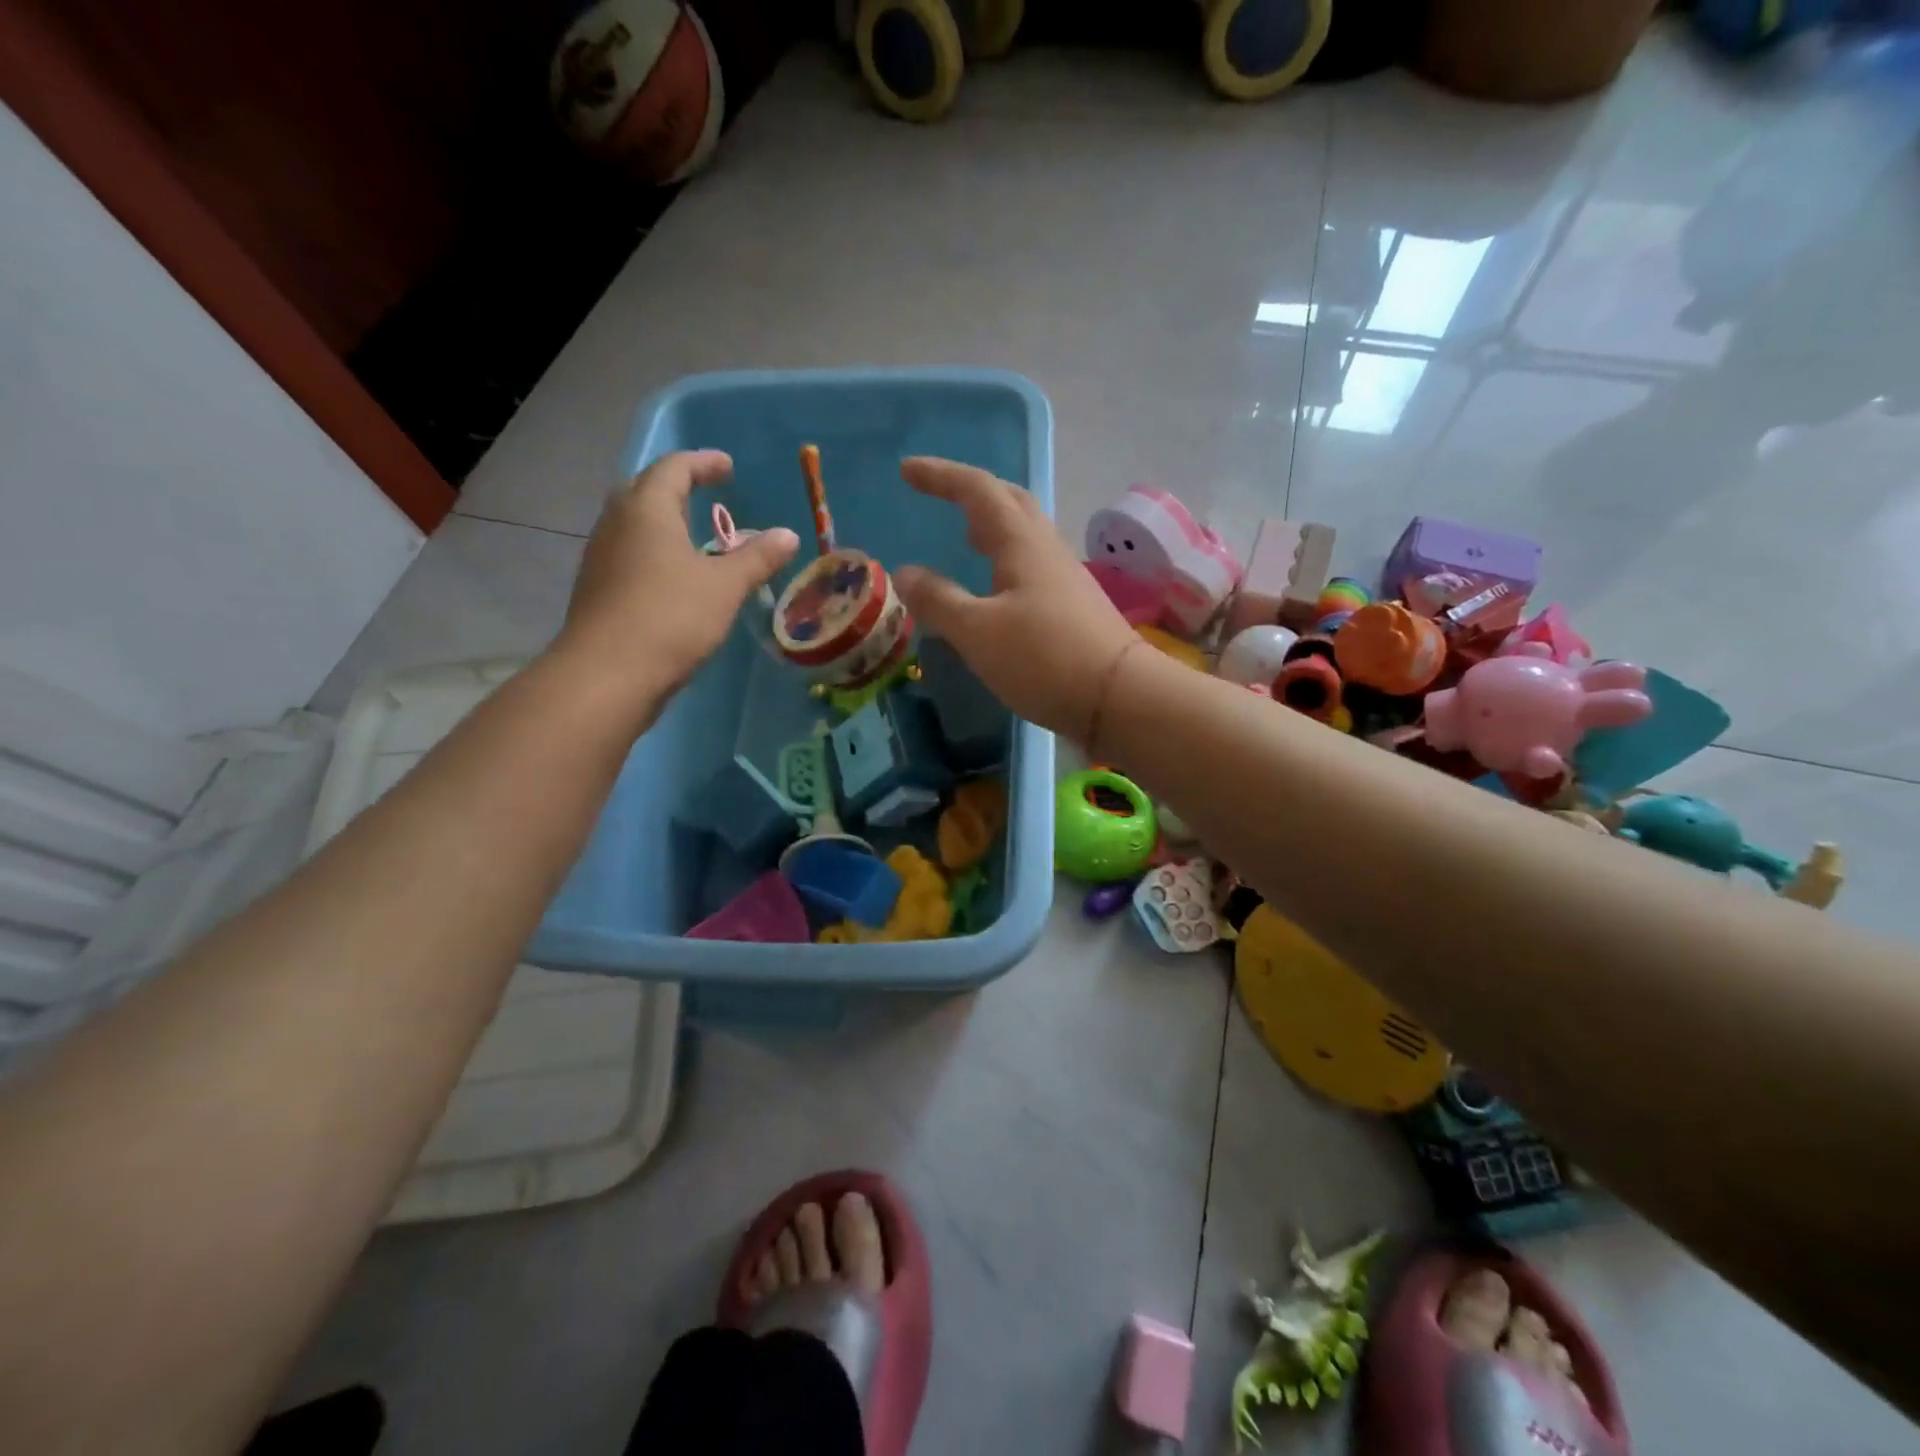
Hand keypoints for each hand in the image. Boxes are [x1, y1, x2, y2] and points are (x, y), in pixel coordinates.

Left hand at [558, 450, 798, 702]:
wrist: (608, 674)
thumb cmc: (671, 617)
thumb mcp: (725, 586)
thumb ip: (757, 558)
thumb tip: (788, 535)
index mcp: (647, 509)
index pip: (674, 468)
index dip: (703, 463)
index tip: (727, 467)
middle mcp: (617, 523)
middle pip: (645, 490)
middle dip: (678, 487)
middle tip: (707, 493)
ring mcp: (602, 557)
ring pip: (634, 524)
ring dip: (664, 521)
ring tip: (695, 535)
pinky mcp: (598, 588)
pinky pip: (629, 553)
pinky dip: (655, 551)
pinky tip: (674, 575)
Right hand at [894, 457, 1135, 740]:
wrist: (1120, 697)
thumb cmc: (1044, 658)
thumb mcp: (977, 632)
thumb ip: (938, 600)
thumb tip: (904, 572)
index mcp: (1021, 543)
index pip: (977, 490)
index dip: (940, 476)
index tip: (907, 470)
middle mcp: (1046, 549)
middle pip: (1010, 501)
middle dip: (971, 491)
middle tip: (940, 495)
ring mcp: (1065, 577)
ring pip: (1024, 533)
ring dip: (992, 524)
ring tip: (965, 536)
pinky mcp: (1073, 606)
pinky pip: (1032, 564)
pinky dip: (1005, 558)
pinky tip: (997, 586)